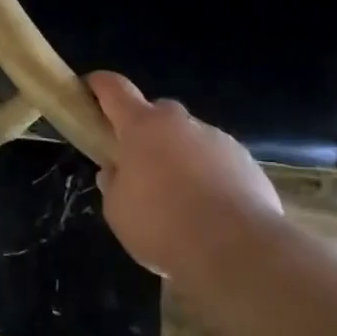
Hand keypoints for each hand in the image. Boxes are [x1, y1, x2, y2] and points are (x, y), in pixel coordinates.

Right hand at [89, 71, 283, 282]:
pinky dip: (210, 175)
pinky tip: (212, 209)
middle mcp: (179, 122)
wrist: (238, 249)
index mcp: (141, 126)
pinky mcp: (246, 161)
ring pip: (190, 137)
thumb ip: (113, 184)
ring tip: (181, 197)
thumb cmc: (163, 225)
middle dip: (145, 131)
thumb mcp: (118, 212)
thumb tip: (115, 172)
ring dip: (181, 155)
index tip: (90, 89)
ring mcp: (217, 138)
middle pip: (156, 112)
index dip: (99, 85)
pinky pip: (219, 160)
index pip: (114, 88)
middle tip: (140, 164)